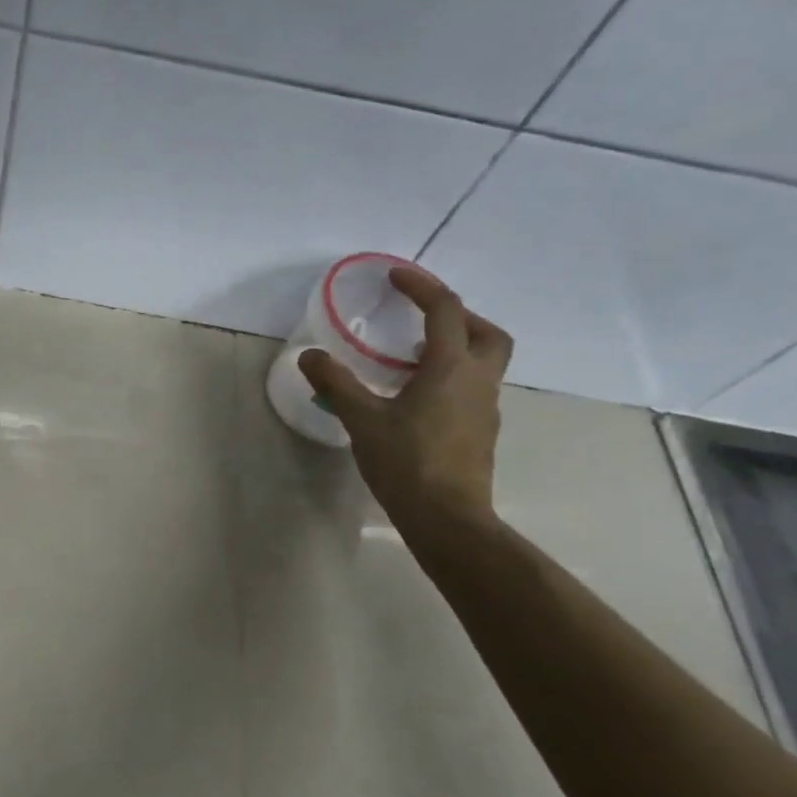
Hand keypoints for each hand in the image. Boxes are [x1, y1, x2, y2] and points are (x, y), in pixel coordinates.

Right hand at [298, 267, 512, 537]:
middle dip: (458, 316)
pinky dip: (452, 378)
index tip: (396, 277)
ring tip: (413, 360)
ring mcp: (485, 409)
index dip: (422, 287)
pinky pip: (473, 389)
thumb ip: (336, 384)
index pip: (445, 311)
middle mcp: (478, 380)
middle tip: (424, 318)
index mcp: (450, 368)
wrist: (447, 519)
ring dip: (456, 348)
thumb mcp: (362, 420)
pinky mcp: (481, 433)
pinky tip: (419, 400)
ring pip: (484, 362)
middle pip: (486, 332)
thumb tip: (310, 356)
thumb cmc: (406, 463)